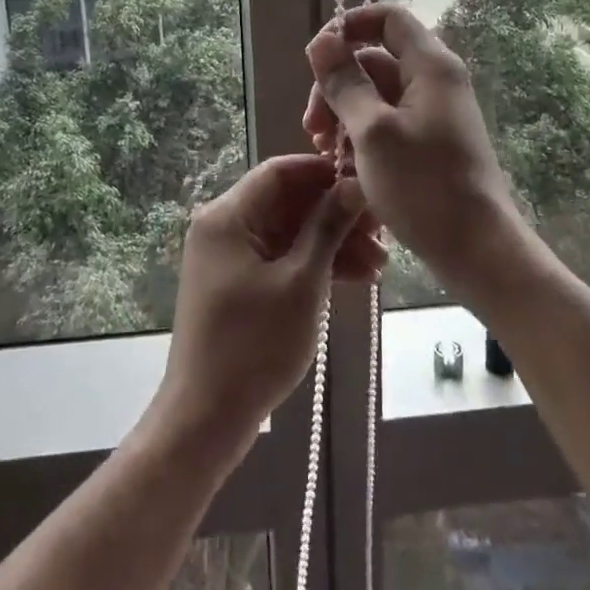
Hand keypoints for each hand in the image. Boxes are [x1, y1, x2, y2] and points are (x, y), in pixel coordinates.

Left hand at [151, 155, 381, 456]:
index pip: (280, 172)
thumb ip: (327, 227)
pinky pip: (281, 259)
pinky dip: (315, 265)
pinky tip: (357, 279)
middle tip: (382, 232)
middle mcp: (224, 227)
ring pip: (289, 233)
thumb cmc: (254, 344)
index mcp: (227, 216)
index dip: (324, 173)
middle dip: (335, 214)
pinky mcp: (239, 284)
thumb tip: (353, 184)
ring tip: (379, 265)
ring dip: (332, 243)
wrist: (207, 417)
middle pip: (287, 203)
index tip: (366, 183)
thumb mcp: (301, 282)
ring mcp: (230, 257)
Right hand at [304, 4, 517, 295]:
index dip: (349, 26)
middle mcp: (435, 81)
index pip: (387, 18)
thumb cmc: (424, 186)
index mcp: (430, 66)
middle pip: (375, 61)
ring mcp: (434, 114)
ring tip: (325, 153)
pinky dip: (363, 138)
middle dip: (336, 86)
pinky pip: (388, 124)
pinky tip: (344, 169)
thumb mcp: (372, 132)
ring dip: (344, 117)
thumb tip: (321, 40)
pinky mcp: (430, 143)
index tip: (316, 58)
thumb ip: (344, 83)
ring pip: (377, 96)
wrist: (477, 250)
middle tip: (312, 127)